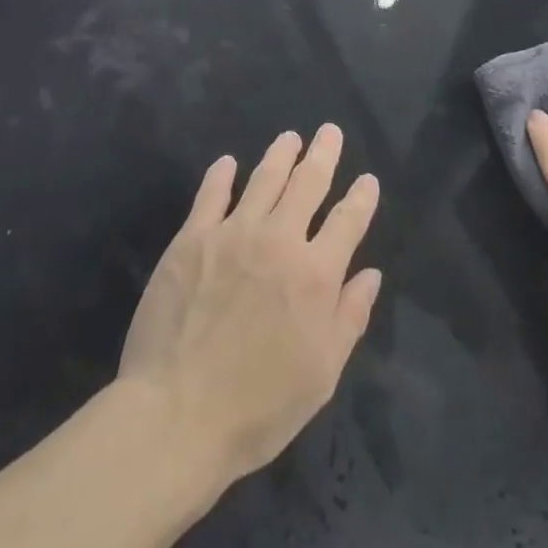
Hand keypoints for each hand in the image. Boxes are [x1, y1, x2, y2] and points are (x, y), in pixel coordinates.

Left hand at [119, 124, 381, 487]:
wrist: (176, 415)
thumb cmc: (258, 406)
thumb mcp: (322, 374)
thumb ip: (350, 317)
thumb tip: (371, 273)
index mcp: (316, 274)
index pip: (348, 221)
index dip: (361, 197)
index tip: (368, 179)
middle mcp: (279, 240)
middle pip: (308, 184)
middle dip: (323, 155)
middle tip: (330, 131)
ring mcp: (233, 234)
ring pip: (264, 179)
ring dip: (280, 154)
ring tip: (290, 137)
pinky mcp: (192, 239)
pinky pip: (211, 195)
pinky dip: (221, 174)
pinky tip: (227, 162)